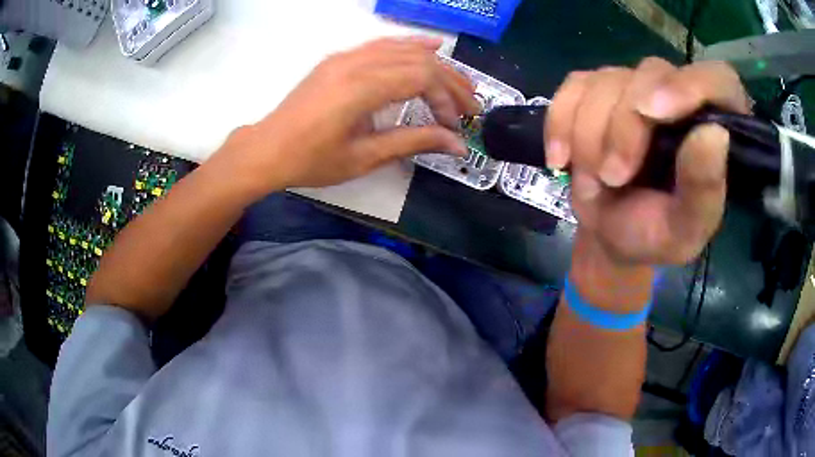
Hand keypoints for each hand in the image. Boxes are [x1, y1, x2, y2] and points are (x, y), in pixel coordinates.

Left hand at [216, 37, 477, 195]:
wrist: (267, 149)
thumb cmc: (311, 159)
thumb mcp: (364, 157)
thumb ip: (413, 142)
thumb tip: (456, 144)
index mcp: (361, 87)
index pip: (421, 78)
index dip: (446, 98)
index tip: (454, 125)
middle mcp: (356, 63)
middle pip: (418, 60)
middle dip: (450, 81)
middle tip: (471, 105)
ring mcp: (346, 57)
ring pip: (402, 49)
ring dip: (435, 63)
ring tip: (459, 81)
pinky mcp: (339, 59)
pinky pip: (381, 44)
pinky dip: (408, 45)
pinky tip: (429, 45)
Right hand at [545, 58, 751, 265]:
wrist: (609, 235)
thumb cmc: (654, 236)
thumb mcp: (684, 230)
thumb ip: (704, 189)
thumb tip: (714, 133)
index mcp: (713, 128)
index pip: (718, 80)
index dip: (691, 85)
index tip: (654, 113)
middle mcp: (678, 95)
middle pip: (651, 74)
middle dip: (624, 127)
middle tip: (612, 178)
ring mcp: (634, 86)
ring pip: (606, 81)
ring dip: (590, 136)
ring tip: (594, 184)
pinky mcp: (596, 89)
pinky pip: (572, 88)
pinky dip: (560, 124)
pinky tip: (560, 159)